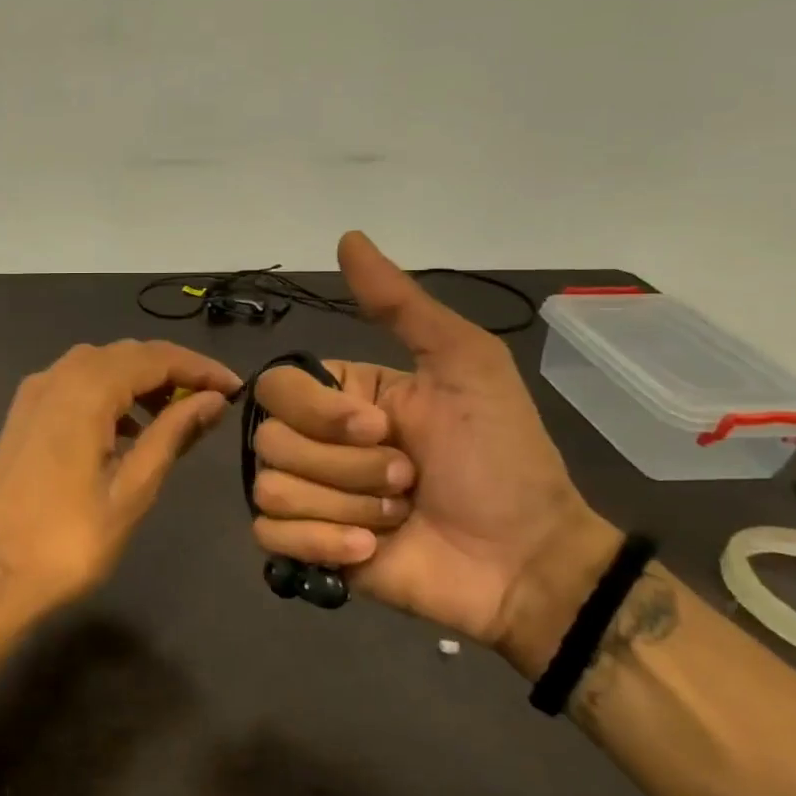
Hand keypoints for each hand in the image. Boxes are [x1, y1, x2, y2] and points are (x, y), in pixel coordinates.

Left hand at [0, 340, 241, 624]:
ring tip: (175, 416)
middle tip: (211, 402)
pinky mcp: (24, 414)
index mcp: (85, 390)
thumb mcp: (132, 489)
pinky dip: (109, 394)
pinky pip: (75, 384)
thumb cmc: (69, 541)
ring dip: (140, 381)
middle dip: (172, 371)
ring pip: (99, 365)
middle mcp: (56, 377)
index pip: (155, 358)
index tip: (236, 388)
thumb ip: (172, 434)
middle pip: (126, 354)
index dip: (199, 368)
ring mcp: (34, 393)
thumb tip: (212, 400)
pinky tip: (127, 429)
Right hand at [250, 232, 619, 674]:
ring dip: (346, 506)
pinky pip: (269, 536)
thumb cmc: (499, 458)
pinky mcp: (308, 550)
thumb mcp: (464, 365)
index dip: (318, 411)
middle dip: (347, 467)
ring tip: (397, 516)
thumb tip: (347, 236)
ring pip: (270, 489)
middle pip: (271, 442)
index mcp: (341, 397)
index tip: (379, 427)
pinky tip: (369, 550)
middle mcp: (315, 442)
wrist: (526, 559)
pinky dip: (321, 545)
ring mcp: (309, 498)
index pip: (275, 387)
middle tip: (408, 480)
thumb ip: (400, 305)